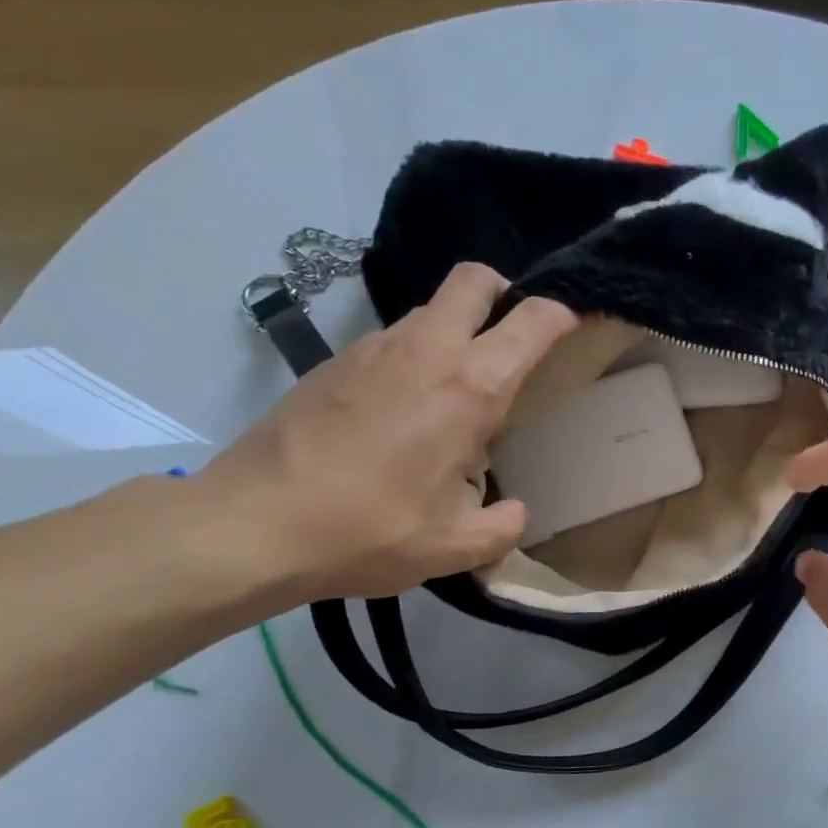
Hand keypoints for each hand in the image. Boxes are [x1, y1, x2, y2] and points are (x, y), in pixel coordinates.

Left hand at [197, 262, 576, 602]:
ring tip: (461, 387)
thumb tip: (513, 511)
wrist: (251, 524)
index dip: (563, 315)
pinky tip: (407, 408)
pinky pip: (394, 338)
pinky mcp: (335, 361)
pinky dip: (417, 354)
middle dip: (505, 293)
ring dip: (458, 329)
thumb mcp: (455, 547)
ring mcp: (373, 348)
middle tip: (515, 338)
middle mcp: (425, 350)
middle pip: (474, 280)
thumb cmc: (368, 531)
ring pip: (430, 308)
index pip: (531, 321)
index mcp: (469, 388)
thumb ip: (502, 527)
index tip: (576, 327)